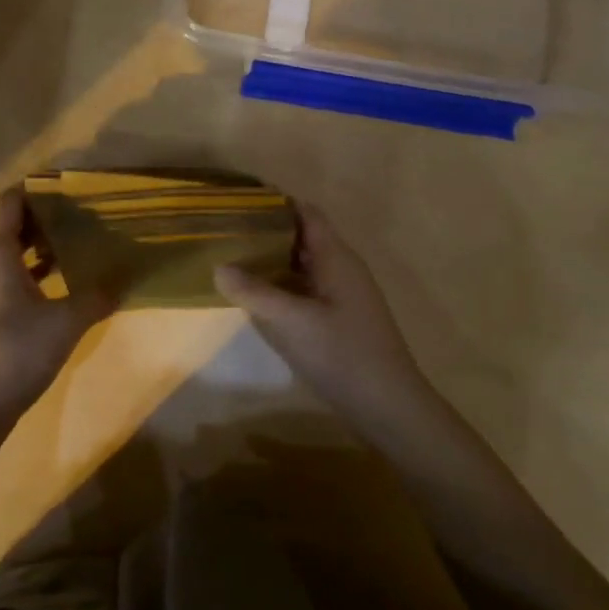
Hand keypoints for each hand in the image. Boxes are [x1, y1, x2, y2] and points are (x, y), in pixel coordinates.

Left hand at [0, 186, 116, 427]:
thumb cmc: (18, 351)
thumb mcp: (67, 322)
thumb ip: (96, 297)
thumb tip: (123, 280)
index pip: (6, 204)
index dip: (30, 190)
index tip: (59, 186)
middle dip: (18, 214)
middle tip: (54, 216)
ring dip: (18, 242)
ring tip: (59, 246)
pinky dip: (16, 268)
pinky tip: (47, 283)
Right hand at [214, 202, 434, 429]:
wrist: (389, 408)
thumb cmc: (343, 355)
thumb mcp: (292, 322)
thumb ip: (254, 292)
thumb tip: (218, 266)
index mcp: (336, 257)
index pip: (306, 213)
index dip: (276, 203)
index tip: (240, 201)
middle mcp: (341, 268)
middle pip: (302, 237)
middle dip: (267, 231)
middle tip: (226, 230)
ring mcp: (343, 295)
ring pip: (303, 265)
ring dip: (272, 259)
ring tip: (233, 258)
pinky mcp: (339, 320)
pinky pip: (306, 289)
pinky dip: (282, 285)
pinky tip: (257, 296)